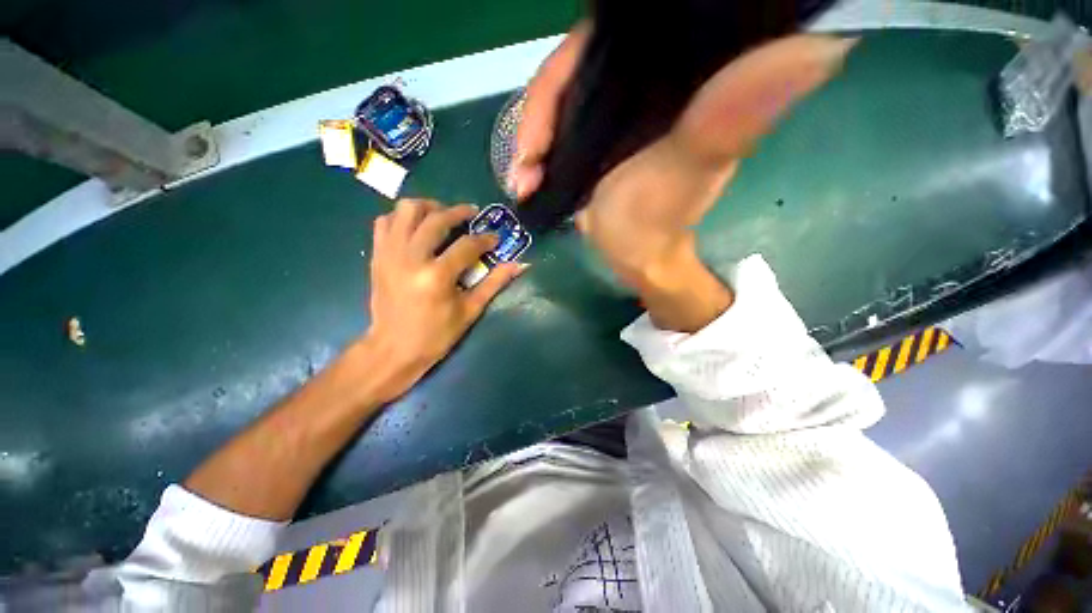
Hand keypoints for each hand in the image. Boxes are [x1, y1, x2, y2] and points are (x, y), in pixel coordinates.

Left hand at [362, 199, 524, 400]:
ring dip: (427, 207)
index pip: (467, 245)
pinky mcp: (377, 256)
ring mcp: (389, 254)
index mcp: (437, 276)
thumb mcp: (470, 311)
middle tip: (471, 215)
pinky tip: (416, 228)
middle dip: (458, 212)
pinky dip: (402, 218)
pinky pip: (385, 222)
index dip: (485, 239)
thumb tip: (519, 265)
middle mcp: (411, 258)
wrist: (393, 349)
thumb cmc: (436, 335)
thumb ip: (494, 283)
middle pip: (436, 218)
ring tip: (441, 215)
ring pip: (405, 210)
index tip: (494, 238)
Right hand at [514, 32, 855, 329]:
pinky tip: (528, 176)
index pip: (602, 45)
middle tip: (524, 165)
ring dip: (532, 140)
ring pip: (558, 103)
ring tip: (522, 180)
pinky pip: (556, 129)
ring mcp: (614, 113)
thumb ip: (726, 120)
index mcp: (669, 83)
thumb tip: (819, 49)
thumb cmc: (656, 224)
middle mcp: (642, 87)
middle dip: (538, 117)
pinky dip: (537, 151)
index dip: (559, 78)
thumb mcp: (685, 174)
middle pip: (571, 74)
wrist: (638, 257)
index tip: (537, 137)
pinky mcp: (596, 138)